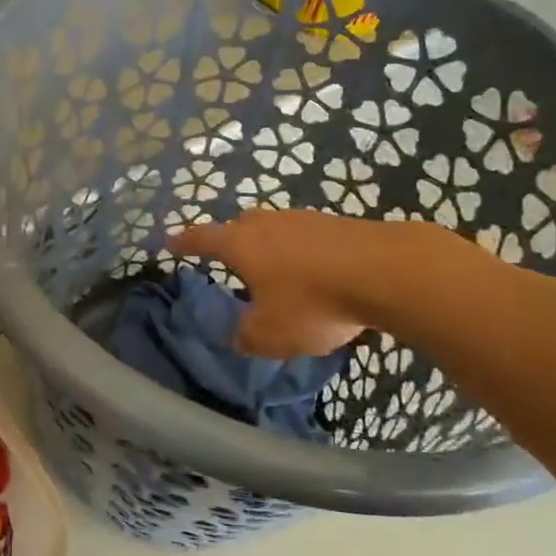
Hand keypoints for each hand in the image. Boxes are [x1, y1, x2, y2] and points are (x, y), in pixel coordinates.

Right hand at [170, 210, 460, 357]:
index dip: (184, 242)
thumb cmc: (314, 302)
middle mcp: (269, 224)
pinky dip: (304, 253)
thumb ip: (246, 336)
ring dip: (272, 247)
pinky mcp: (339, 224)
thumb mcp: (270, 334)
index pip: (202, 238)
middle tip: (229, 259)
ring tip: (276, 272)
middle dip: (232, 241)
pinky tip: (317, 273)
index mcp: (242, 244)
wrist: (386, 272)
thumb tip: (237, 336)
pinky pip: (309, 237)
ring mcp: (306, 220)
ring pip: (277, 229)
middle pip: (241, 226)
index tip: (170, 242)